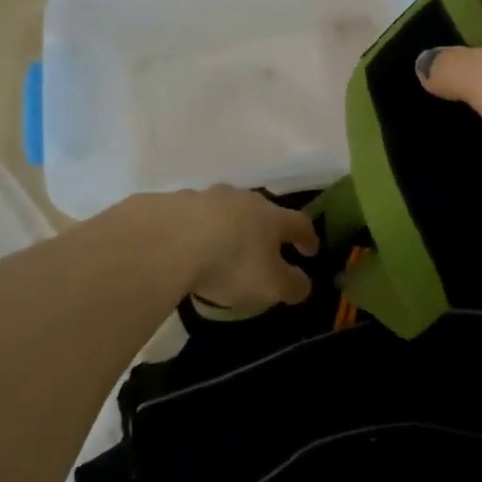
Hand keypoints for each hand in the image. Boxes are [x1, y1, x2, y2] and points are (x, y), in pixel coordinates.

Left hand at [181, 187, 319, 309]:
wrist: (170, 239)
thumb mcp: (269, 285)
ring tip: (223, 247)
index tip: (311, 251)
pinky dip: (198, 228)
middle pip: (262, 211)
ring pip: (227, 209)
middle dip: (266, 229)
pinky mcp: (177, 202)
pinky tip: (189, 245)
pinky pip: (195, 215)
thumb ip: (291, 285)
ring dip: (230, 225)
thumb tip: (304, 285)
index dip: (307, 237)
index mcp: (272, 217)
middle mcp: (244, 200)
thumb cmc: (231, 262)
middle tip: (264, 249)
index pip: (299, 223)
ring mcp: (209, 196)